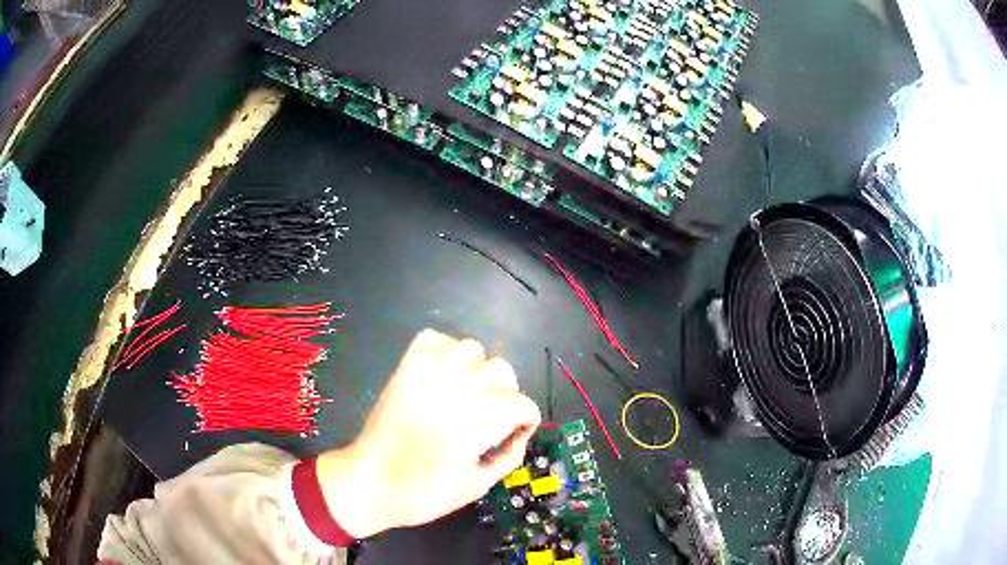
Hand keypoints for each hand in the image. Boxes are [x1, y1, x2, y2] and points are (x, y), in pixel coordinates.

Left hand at [316, 329, 541, 538]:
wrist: (370, 482)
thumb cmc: (424, 492)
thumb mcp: (477, 486)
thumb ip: (508, 457)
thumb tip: (520, 434)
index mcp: (477, 420)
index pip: (522, 403)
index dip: (526, 420)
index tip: (516, 434)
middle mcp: (456, 389)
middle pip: (501, 370)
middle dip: (506, 394)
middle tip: (492, 417)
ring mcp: (427, 373)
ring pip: (472, 348)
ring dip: (477, 369)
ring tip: (468, 392)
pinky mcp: (405, 369)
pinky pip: (434, 340)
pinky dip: (445, 350)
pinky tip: (444, 375)